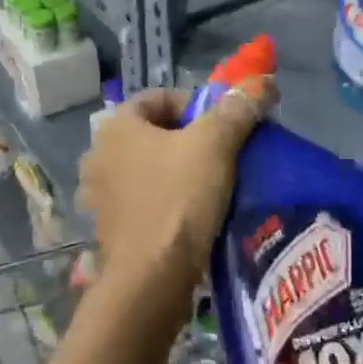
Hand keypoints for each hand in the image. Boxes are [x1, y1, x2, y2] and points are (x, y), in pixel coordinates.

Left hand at [77, 80, 273, 309]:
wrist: (152, 279)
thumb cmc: (179, 199)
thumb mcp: (215, 145)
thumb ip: (238, 109)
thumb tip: (263, 84)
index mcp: (116, 127)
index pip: (157, 97)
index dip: (194, 103)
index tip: (222, 124)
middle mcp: (99, 156)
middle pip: (153, 134)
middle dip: (189, 138)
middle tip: (223, 153)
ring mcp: (100, 196)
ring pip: (149, 169)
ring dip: (178, 171)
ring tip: (213, 185)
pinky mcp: (111, 230)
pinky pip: (144, 201)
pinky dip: (167, 200)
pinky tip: (194, 214)